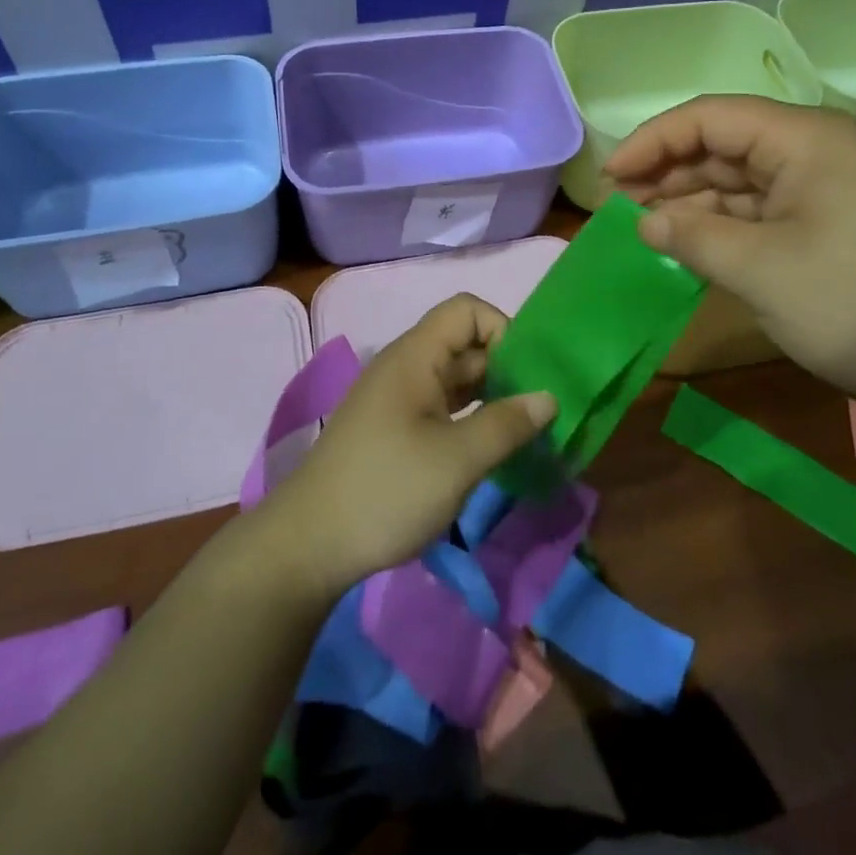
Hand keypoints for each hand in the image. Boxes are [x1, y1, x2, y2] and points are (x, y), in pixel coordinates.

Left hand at [258, 293, 556, 598]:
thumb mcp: (457, 460)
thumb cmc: (386, 491)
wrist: (308, 545)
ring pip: (455, 379)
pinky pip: (441, 406)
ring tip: (525, 431)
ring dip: (491, 396)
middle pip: (464, 344)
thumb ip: (506, 424)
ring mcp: (397, 399)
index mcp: (415, 356)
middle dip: (505, 368)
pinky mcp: (393, 430)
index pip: (467, 311)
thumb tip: (548, 397)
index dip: (503, 330)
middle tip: (541, 410)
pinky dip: (470, 418)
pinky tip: (491, 449)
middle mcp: (406, 367)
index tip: (528, 375)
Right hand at [604, 95, 855, 406]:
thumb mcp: (763, 270)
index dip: (652, 142)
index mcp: (802, 138)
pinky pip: (769, 210)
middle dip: (670, 173)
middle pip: (725, 145)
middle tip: (621, 209)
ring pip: (744, 180)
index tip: (610, 179)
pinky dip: (729, 226)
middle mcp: (816, 150)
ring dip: (696, 203)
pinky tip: (697, 246)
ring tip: (649, 229)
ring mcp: (830, 187)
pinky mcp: (840, 222)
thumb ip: (695, 238)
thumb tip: (647, 222)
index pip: (709, 118)